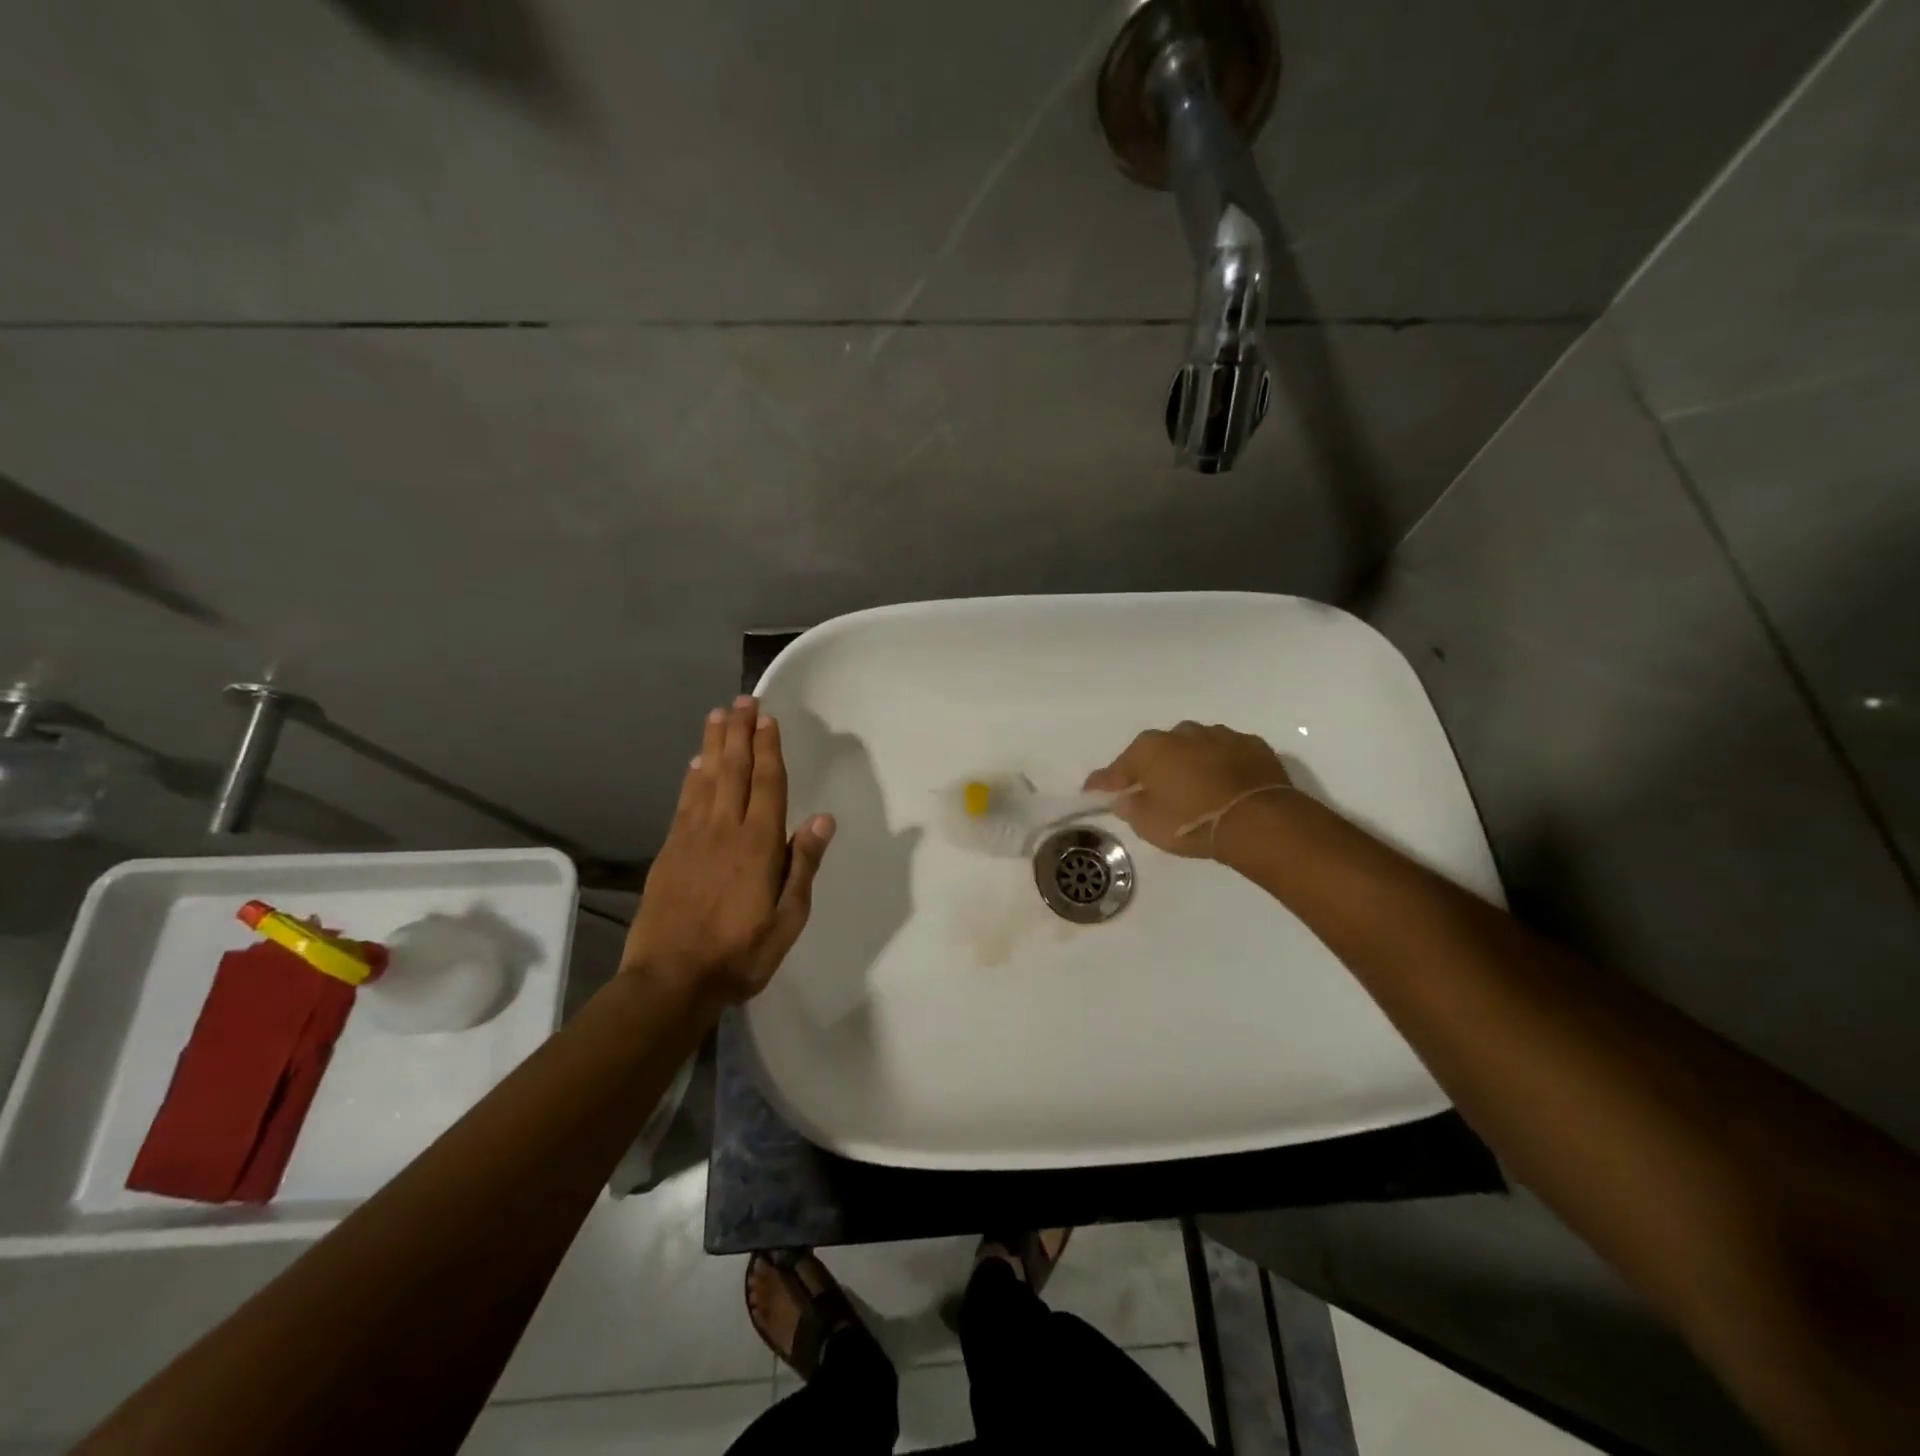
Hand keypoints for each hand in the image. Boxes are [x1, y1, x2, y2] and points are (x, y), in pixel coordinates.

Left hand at [625, 697, 834, 1001]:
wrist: (670, 980)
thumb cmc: (740, 953)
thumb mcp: (788, 918)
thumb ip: (803, 865)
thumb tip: (822, 818)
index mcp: (758, 845)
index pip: (767, 783)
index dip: (768, 748)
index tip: (767, 718)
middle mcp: (725, 830)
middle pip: (733, 770)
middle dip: (739, 732)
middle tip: (742, 700)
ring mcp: (692, 837)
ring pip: (705, 779)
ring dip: (714, 745)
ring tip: (718, 716)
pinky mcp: (670, 851)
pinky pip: (684, 802)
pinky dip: (691, 777)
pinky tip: (694, 764)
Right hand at [1084, 722, 1292, 858]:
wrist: (1258, 821)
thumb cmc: (1192, 822)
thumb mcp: (1148, 824)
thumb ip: (1130, 807)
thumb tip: (1125, 797)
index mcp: (1151, 749)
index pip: (1118, 767)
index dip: (1104, 781)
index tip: (1092, 790)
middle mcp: (1182, 734)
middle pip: (1158, 751)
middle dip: (1153, 768)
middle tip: (1152, 791)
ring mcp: (1220, 736)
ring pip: (1195, 747)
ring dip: (1189, 763)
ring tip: (1192, 788)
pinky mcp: (1253, 746)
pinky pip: (1227, 754)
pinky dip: (1221, 766)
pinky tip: (1224, 784)